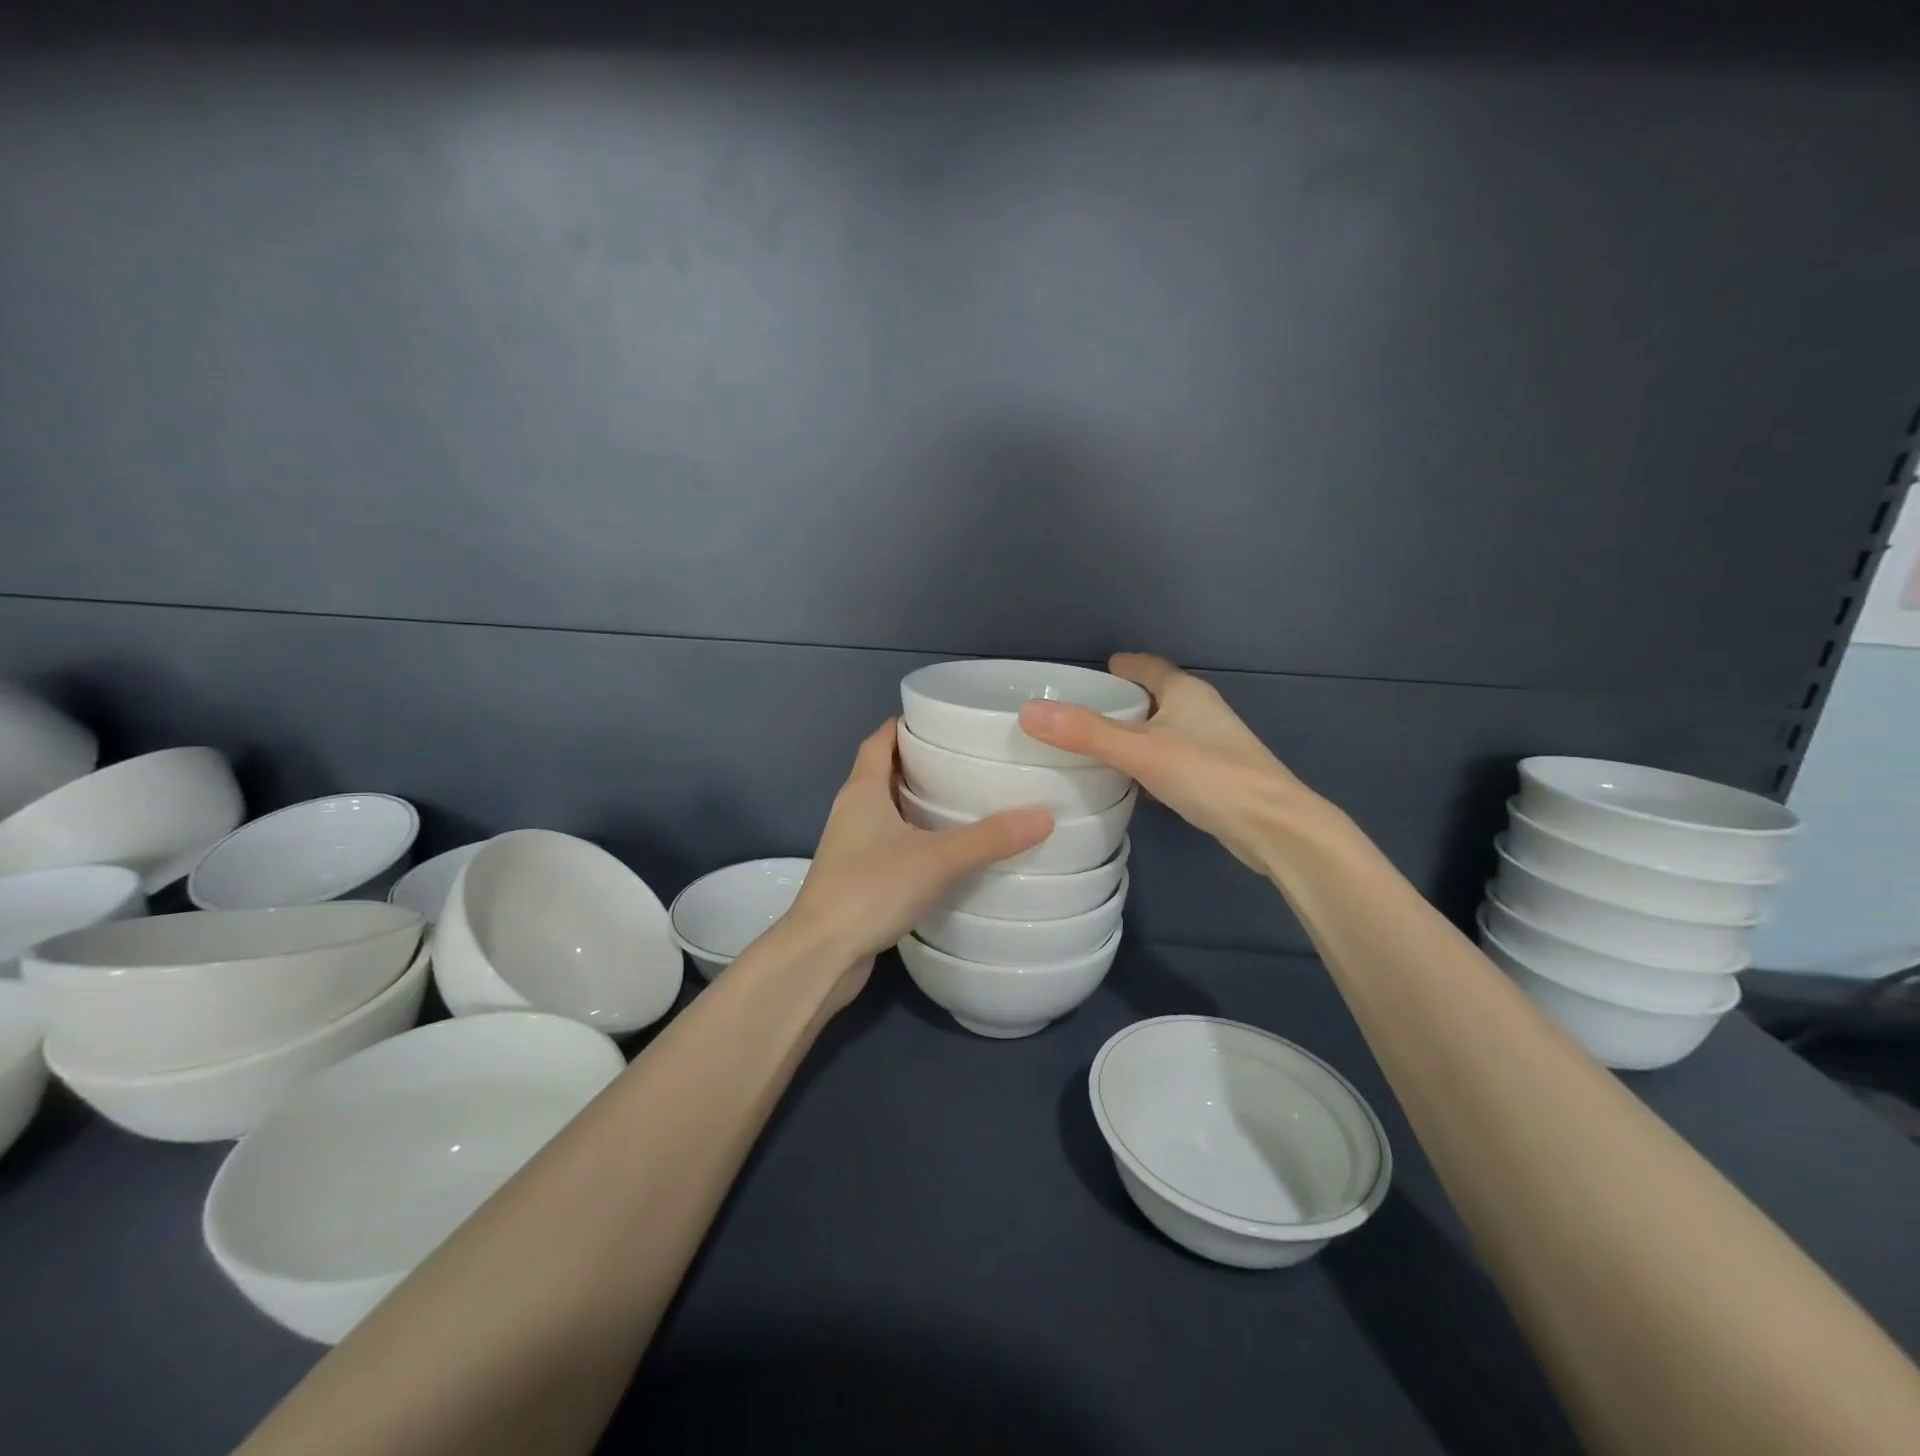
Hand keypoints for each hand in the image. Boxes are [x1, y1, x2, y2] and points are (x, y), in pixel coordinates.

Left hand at [783, 720, 1053, 1005]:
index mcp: (862, 790)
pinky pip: (889, 845)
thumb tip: (1045, 816)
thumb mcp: (938, 858)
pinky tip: (946, 852)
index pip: (879, 740)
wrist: (822, 954)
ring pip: (886, 812)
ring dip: (917, 804)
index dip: (904, 725)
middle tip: (966, 759)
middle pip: (883, 773)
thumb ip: (990, 838)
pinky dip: (914, 839)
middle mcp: (851, 811)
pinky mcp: (857, 879)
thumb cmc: (872, 888)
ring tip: (964, 801)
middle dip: (919, 763)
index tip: (940, 718)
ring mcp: (850, 847)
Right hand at [1018, 652, 1322, 873]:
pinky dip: (1144, 766)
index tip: (1083, 676)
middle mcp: (1199, 711)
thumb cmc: (1208, 775)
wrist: (1273, 828)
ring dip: (1129, 738)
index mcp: (1185, 691)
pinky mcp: (1212, 778)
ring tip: (1088, 750)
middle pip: (1151, 698)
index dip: (1117, 668)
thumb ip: (1085, 732)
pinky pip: (1167, 762)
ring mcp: (1209, 745)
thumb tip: (1028, 712)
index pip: (1145, 666)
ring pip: (1159, 733)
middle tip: (1073, 716)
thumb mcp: (1140, 751)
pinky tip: (1124, 784)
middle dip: (1117, 704)